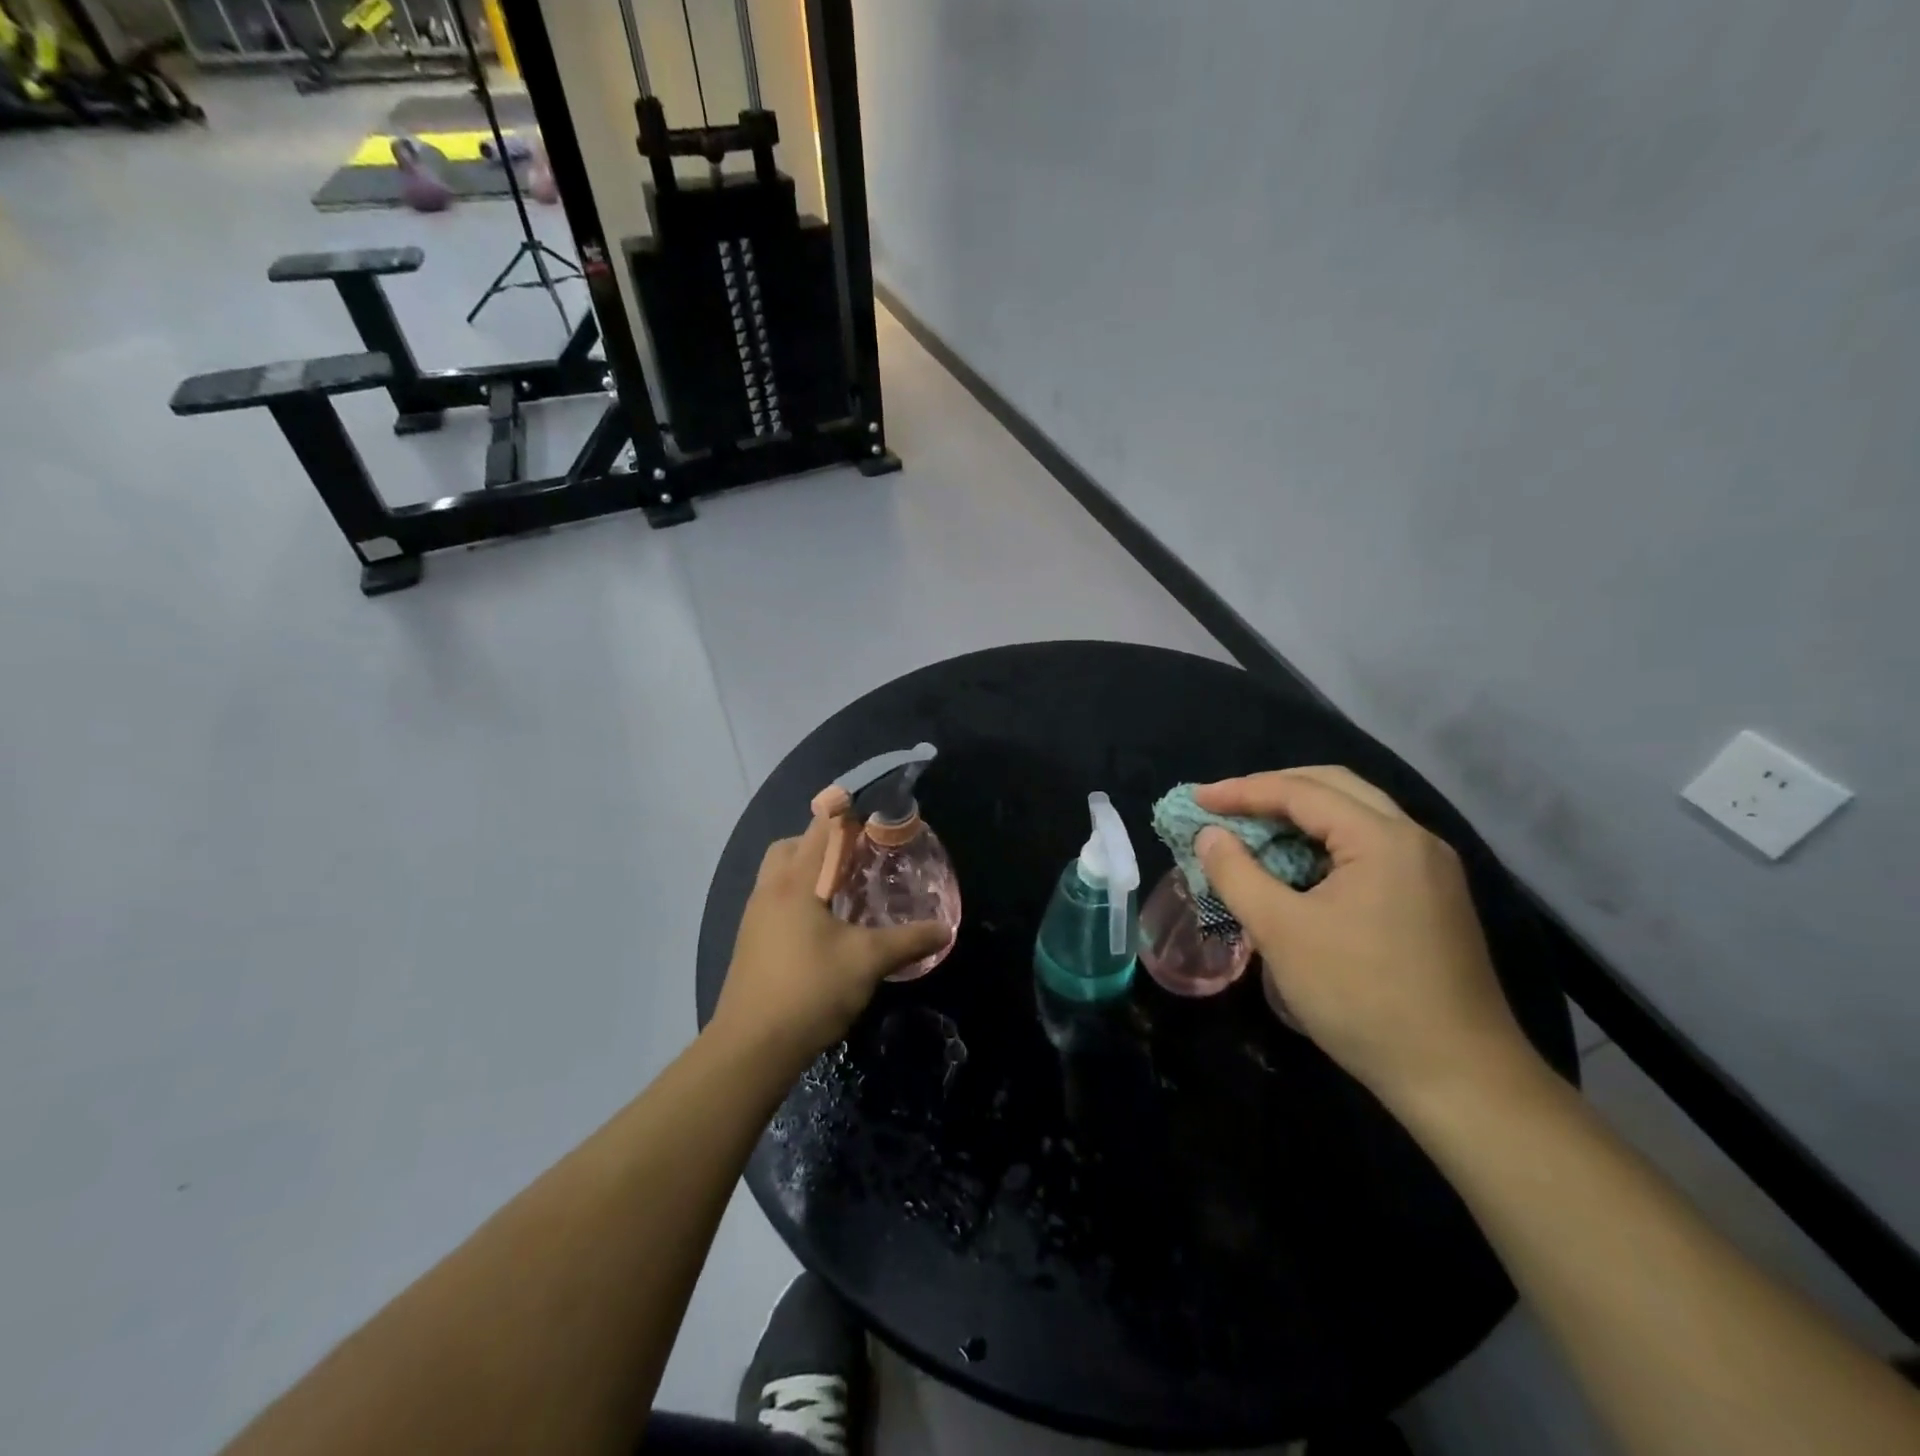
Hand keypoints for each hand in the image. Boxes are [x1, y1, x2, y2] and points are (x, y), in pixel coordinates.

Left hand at [711, 815, 949, 1064]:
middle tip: (857, 860)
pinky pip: (775, 901)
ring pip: (780, 875)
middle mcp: (769, 890)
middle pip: (792, 846)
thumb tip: (945, 929)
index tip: (874, 821)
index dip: (846, 817)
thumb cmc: (810, 990)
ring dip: (809, 872)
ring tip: (845, 892)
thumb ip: (907, 940)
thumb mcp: (867, 961)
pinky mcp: (750, 942)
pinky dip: (799, 898)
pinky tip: (824, 927)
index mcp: (795, 881)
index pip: (820, 829)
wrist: (751, 1049)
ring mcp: (755, 917)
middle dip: (823, 843)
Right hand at [1194, 767, 1537, 1110]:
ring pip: (1356, 816)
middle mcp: (1414, 839)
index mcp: (1382, 838)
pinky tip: (1298, 866)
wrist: (1460, 1079)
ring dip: (1301, 815)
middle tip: (1225, 806)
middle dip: (1273, 790)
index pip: (1301, 791)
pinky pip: (1370, 847)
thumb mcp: (1282, 932)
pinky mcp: (1433, 898)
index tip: (1196, 799)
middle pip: (1334, 787)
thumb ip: (1237, 874)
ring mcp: (1431, 869)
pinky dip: (1325, 843)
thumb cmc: (1362, 997)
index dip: (1242, 791)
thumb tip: (1209, 836)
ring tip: (1254, 830)